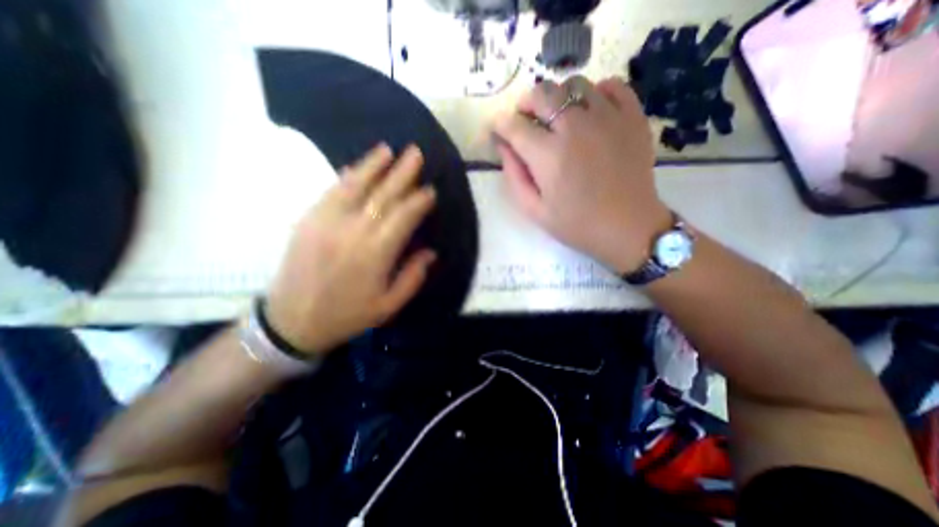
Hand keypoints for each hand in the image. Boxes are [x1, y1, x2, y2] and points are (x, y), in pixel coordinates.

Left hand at [264, 144, 440, 356]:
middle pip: (382, 195)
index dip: (419, 201)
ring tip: (387, 150)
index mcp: (375, 254)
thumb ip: (413, 276)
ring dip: (373, 165)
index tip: (430, 190)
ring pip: (354, 186)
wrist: (292, 321)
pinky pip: (331, 192)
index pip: (403, 217)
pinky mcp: (308, 220)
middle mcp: (352, 231)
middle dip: (402, 173)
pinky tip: (358, 167)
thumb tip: (431, 252)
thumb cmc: (347, 315)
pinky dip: (347, 177)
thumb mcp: (389, 305)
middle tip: (415, 153)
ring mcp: (326, 222)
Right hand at [492, 75, 674, 274]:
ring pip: (575, 84)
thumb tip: (503, 146)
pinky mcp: (633, 117)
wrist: (627, 228)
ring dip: (559, 98)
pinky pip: (612, 86)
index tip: (499, 130)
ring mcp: (607, 118)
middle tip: (527, 121)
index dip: (501, 125)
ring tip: (559, 119)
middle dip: (526, 104)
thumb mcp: (534, 209)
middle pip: (543, 93)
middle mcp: (575, 128)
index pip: (514, 125)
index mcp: (548, 155)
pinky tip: (591, 112)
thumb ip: (514, 175)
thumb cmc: (576, 224)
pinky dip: (597, 92)